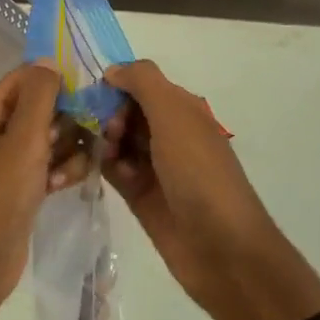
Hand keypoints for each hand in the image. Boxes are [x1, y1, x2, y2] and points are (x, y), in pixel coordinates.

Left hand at [0, 62, 92, 309]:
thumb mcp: (23, 138)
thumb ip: (40, 96)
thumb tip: (50, 59)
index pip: (31, 76)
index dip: (60, 81)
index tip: (90, 94)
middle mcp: (2, 127)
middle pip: (48, 106)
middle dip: (70, 119)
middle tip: (90, 133)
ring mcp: (13, 158)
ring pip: (55, 137)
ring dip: (70, 149)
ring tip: (67, 168)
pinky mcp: (25, 186)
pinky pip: (53, 165)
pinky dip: (62, 171)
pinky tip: (64, 185)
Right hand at [102, 60, 319, 319]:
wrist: (222, 249)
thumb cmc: (199, 173)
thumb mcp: (174, 115)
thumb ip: (142, 82)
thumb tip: (112, 70)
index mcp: (182, 109)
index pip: (139, 82)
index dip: (116, 85)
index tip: (96, 96)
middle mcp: (168, 132)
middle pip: (124, 110)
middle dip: (106, 114)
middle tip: (106, 133)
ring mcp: (153, 165)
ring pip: (115, 139)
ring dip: (102, 140)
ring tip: (103, 155)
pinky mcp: (139, 194)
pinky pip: (113, 168)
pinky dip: (103, 164)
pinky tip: (99, 170)